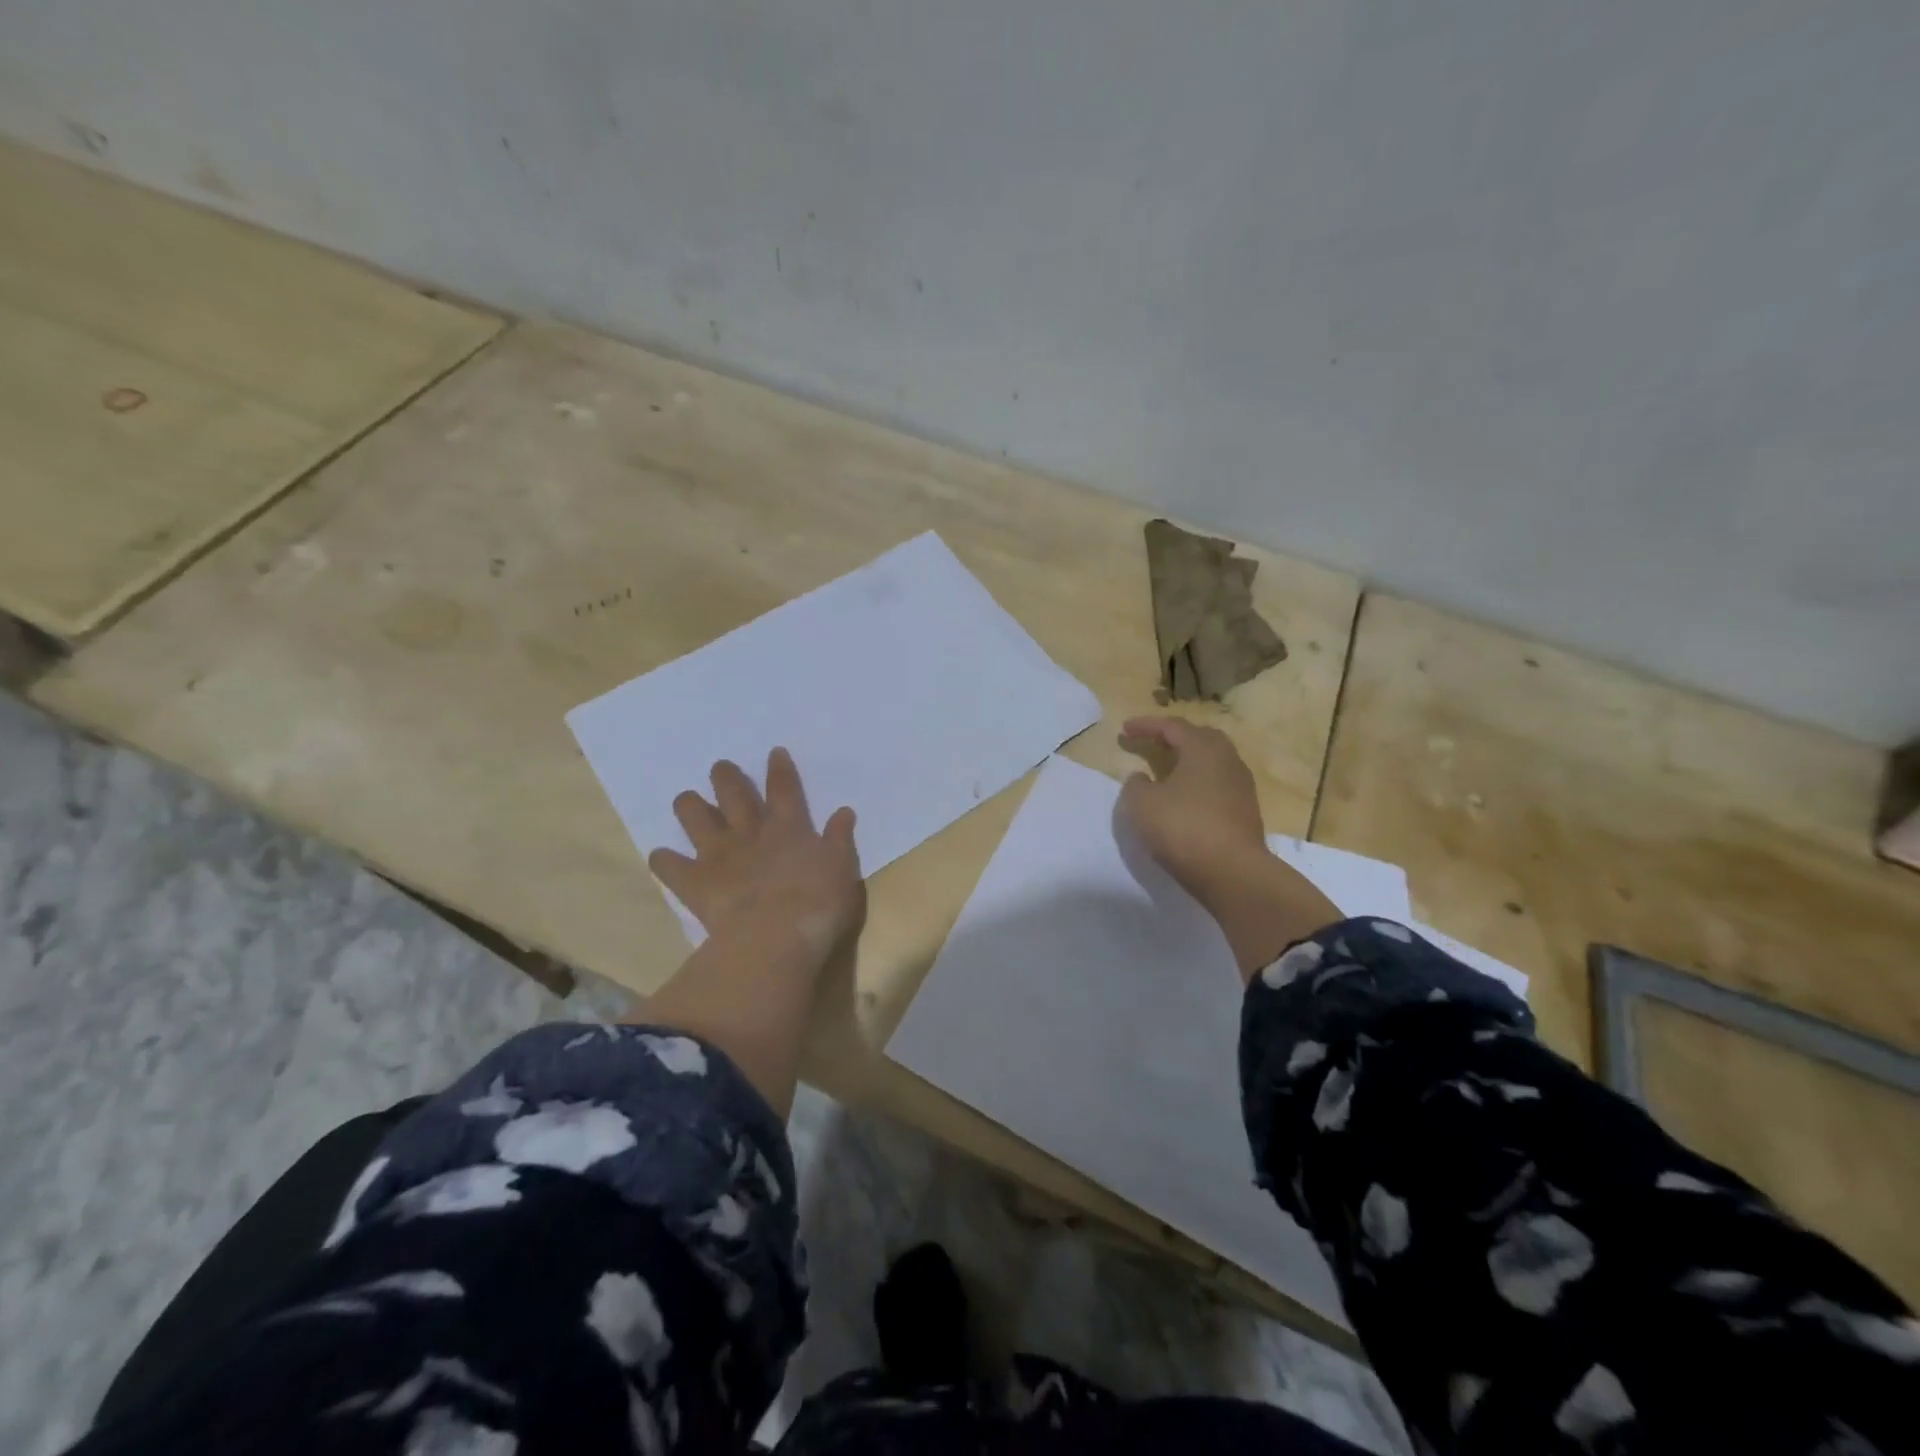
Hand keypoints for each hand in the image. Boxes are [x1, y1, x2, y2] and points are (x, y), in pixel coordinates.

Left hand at [649, 748, 864, 965]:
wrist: (774, 937)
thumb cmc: (818, 904)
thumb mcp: (842, 870)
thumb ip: (840, 839)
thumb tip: (843, 811)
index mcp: (789, 827)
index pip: (784, 789)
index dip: (779, 769)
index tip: (773, 752)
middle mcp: (750, 833)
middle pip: (734, 795)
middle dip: (726, 778)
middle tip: (719, 767)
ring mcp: (720, 855)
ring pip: (696, 819)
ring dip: (690, 806)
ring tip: (686, 800)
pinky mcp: (696, 883)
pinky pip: (671, 867)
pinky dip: (664, 861)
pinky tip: (660, 856)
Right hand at [1118, 715, 1340, 976]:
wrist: (1233, 873)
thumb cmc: (1183, 827)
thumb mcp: (1142, 804)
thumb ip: (1135, 785)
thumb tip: (1143, 778)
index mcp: (1203, 748)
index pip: (1172, 727)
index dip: (1145, 726)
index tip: (1124, 730)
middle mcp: (1227, 760)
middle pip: (1199, 739)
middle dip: (1173, 738)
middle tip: (1151, 744)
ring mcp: (1241, 787)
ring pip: (1211, 764)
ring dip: (1187, 763)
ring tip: (1165, 772)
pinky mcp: (1245, 812)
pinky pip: (1216, 786)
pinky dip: (1196, 785)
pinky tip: (1183, 799)